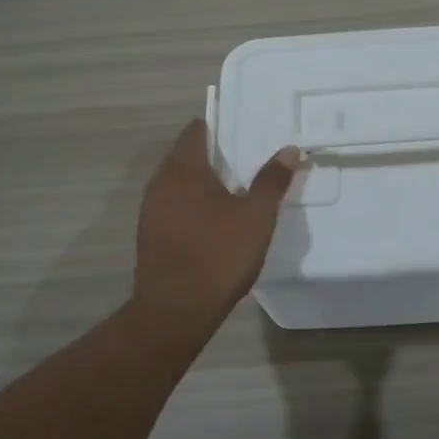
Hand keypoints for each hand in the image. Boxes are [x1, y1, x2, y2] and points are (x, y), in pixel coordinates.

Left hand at [133, 120, 301, 322]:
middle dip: (213, 155)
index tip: (242, 132)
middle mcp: (161, 182)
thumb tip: (288, 149)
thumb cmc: (219, 255)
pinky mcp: (149, 234)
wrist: (175, 311)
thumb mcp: (256, 216)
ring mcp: (150, 209)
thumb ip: (272, 180)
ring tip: (233, 190)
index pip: (196, 131)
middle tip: (246, 161)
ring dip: (201, 182)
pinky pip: (172, 205)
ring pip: (177, 182)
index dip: (218, 127)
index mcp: (185, 169)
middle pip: (185, 155)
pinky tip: (213, 221)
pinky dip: (191, 204)